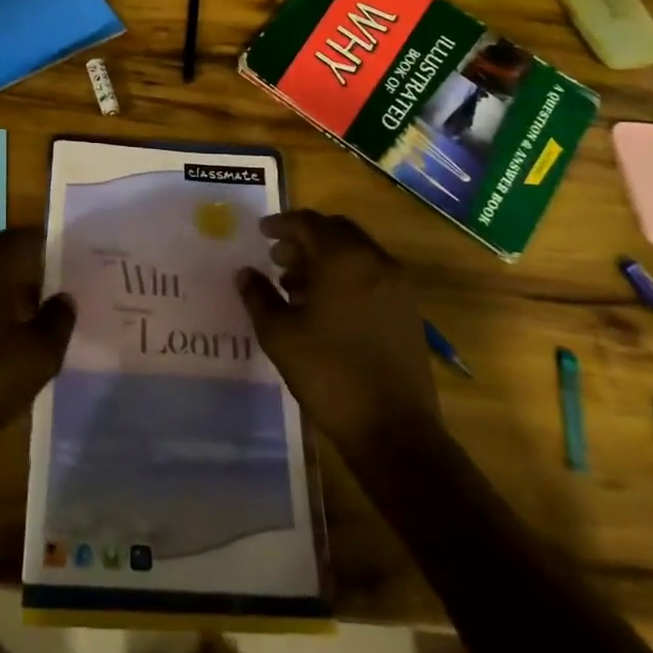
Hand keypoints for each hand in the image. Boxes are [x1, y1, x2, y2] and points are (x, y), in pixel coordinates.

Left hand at [0, 229, 74, 465]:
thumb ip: (58, 323)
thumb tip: (63, 300)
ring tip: (26, 325)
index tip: (73, 274)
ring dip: (2, 294)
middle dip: (29, 274)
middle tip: (53, 300)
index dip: (55, 253)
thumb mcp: (37, 358)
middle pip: (3, 255)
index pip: (30, 238)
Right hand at [237, 210, 440, 450]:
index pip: (309, 223)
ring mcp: (397, 285)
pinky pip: (371, 274)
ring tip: (294, 285)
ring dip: (325, 258)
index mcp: (343, 259)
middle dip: (304, 239)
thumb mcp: (280, 334)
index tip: (261, 232)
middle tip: (277, 257)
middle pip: (336, 232)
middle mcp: (375, 261)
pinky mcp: (407, 310)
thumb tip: (245, 273)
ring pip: (355, 253)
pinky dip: (346, 276)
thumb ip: (259, 296)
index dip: (281, 224)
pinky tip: (324, 306)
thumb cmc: (329, 373)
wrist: (393, 429)